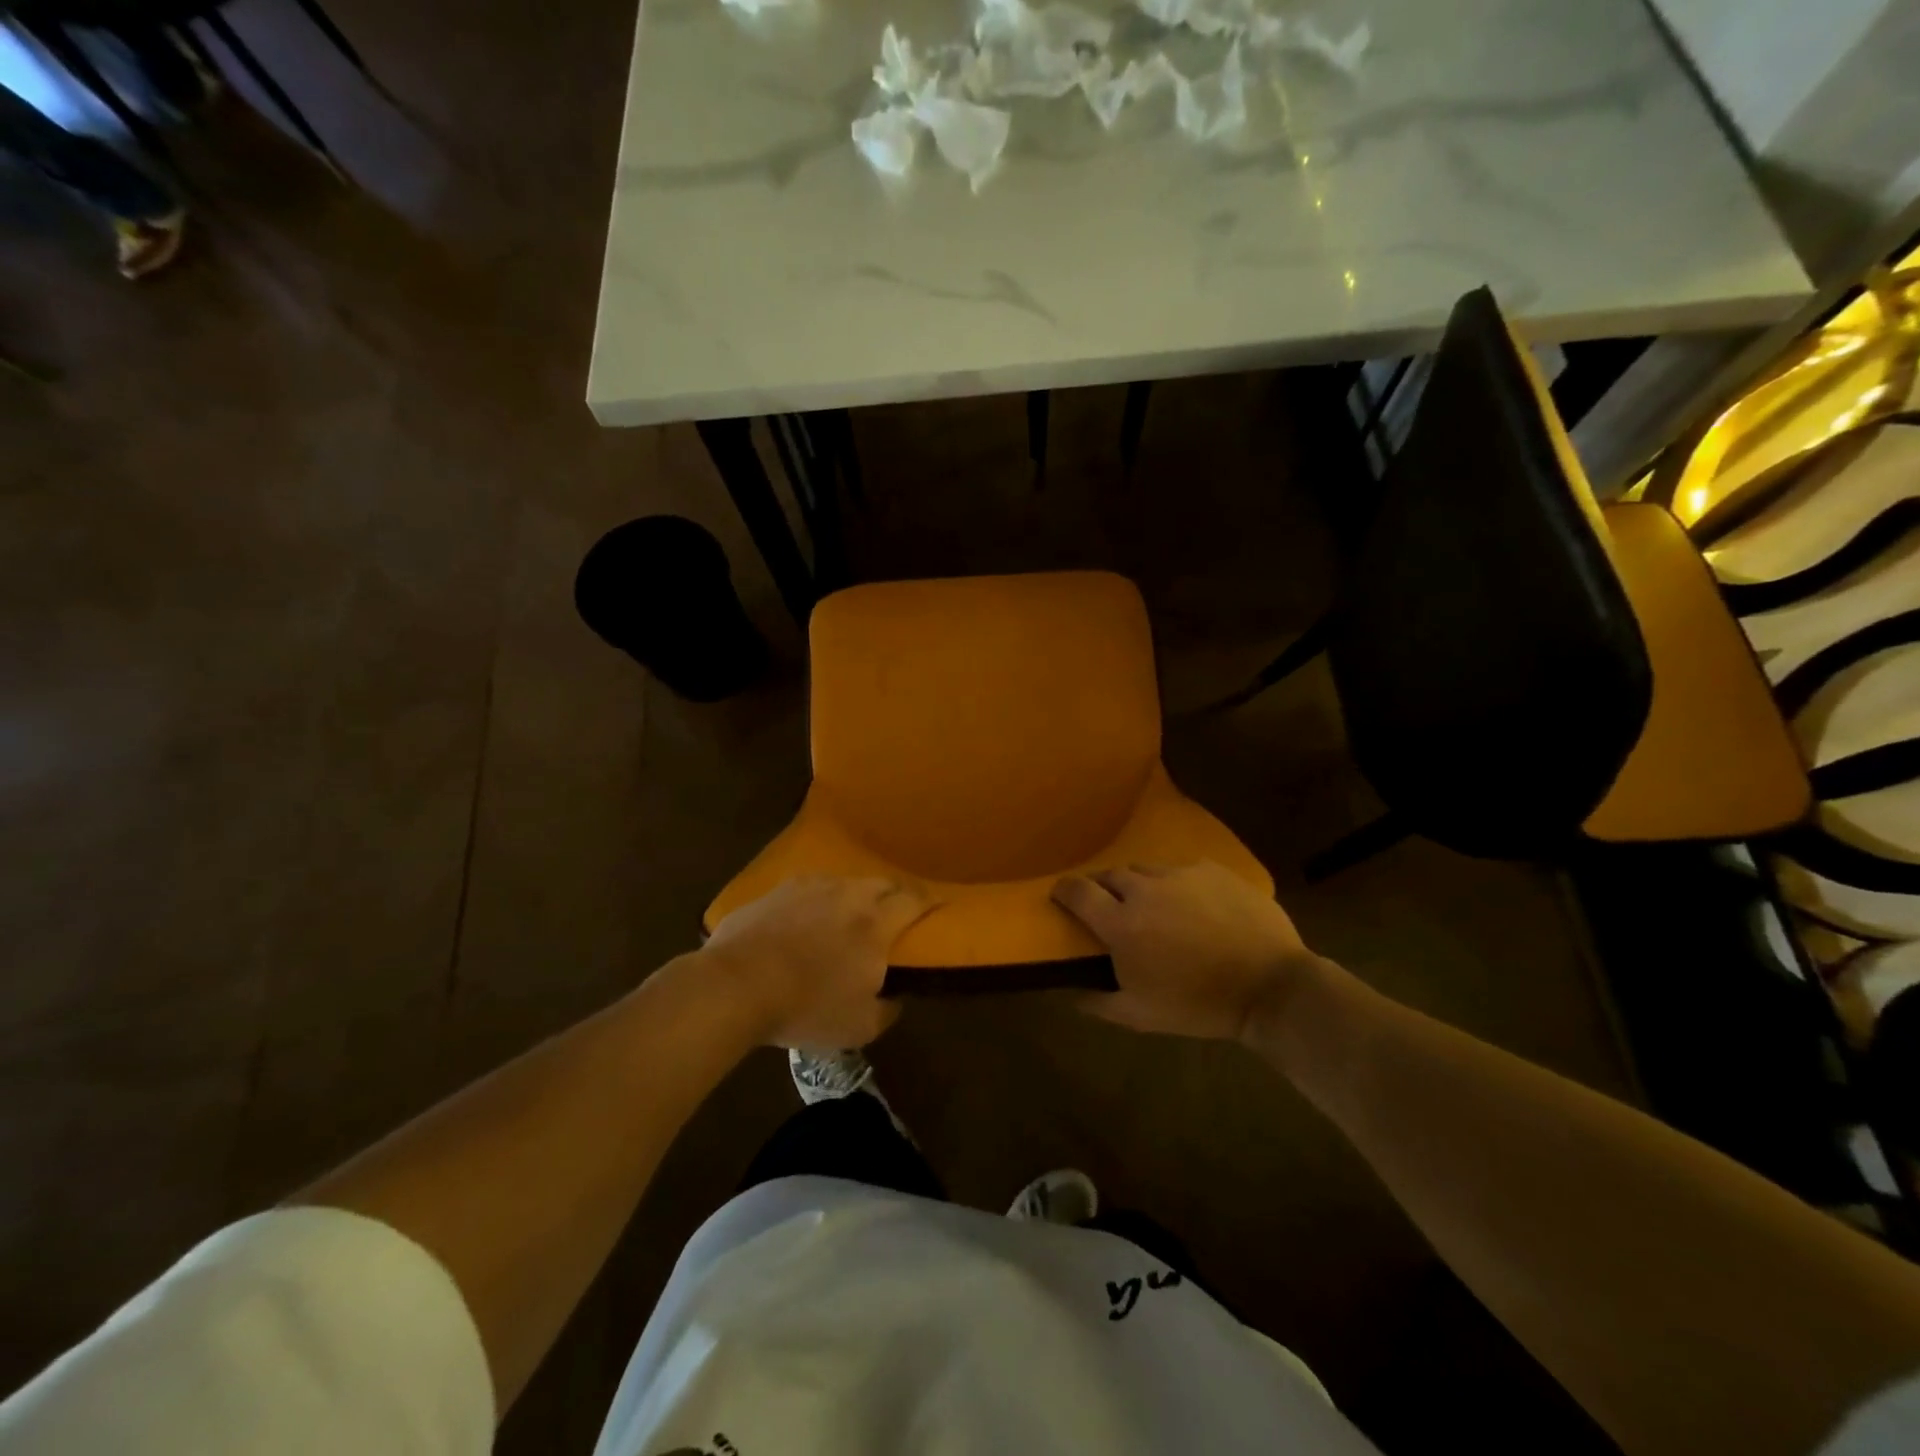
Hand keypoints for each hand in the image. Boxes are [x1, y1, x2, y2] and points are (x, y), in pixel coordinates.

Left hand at [700, 876, 936, 1049]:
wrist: (737, 985)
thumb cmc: (805, 1008)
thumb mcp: (859, 1027)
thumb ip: (887, 1010)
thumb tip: (895, 997)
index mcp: (876, 924)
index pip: (914, 901)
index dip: (929, 901)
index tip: (938, 905)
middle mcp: (849, 895)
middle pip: (882, 883)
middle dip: (895, 894)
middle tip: (895, 911)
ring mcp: (811, 887)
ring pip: (845, 882)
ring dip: (856, 895)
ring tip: (850, 913)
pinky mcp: (779, 889)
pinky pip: (810, 887)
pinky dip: (819, 898)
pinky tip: (808, 915)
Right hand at [1051, 861, 1321, 1042]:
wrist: (1270, 987)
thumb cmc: (1199, 1005)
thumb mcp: (1140, 1015)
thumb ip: (1098, 1002)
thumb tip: (1070, 994)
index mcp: (1121, 923)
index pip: (1077, 892)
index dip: (1063, 890)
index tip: (1060, 895)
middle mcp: (1145, 889)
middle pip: (1110, 875)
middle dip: (1103, 888)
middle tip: (1110, 907)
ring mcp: (1181, 874)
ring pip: (1146, 870)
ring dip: (1139, 885)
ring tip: (1153, 905)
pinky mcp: (1213, 870)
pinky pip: (1183, 870)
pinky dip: (1176, 884)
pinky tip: (1191, 904)